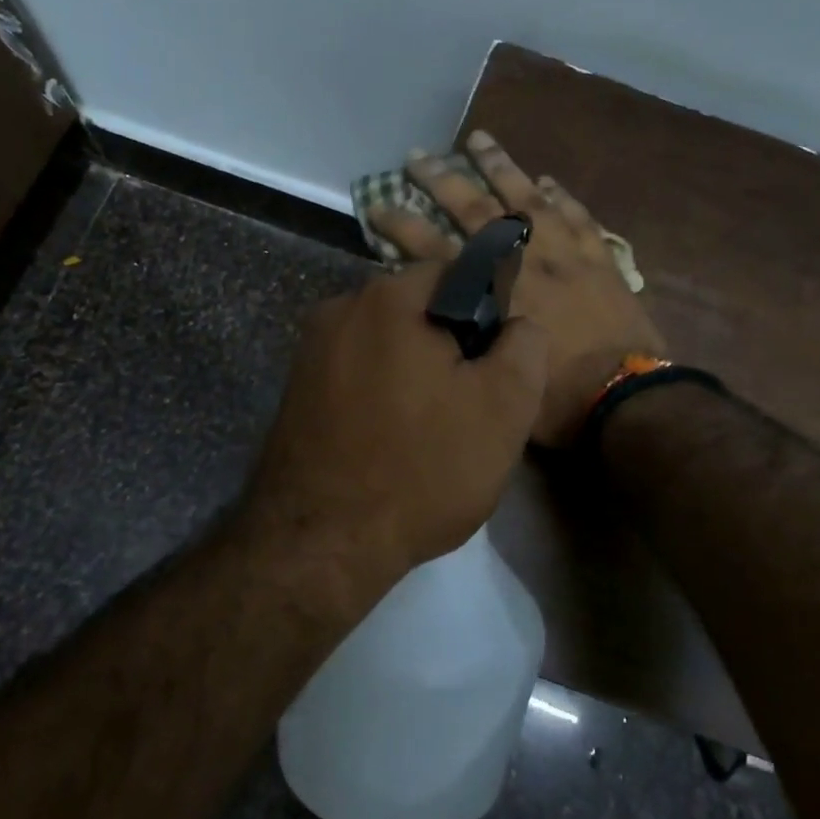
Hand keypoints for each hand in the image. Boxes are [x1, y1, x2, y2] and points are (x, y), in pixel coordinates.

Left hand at [242, 262, 547, 587]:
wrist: (320, 545)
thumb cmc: (422, 469)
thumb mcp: (504, 408)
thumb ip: (525, 347)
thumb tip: (516, 325)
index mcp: (390, 298)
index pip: (456, 273)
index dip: (488, 314)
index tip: (494, 366)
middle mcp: (341, 308)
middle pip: (417, 309)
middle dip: (449, 345)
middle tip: (468, 404)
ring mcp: (310, 350)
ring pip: (386, 343)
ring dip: (415, 372)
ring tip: (430, 430)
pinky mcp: (295, 389)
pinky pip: (356, 372)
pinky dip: (380, 393)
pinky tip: (390, 440)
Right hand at [369, 130, 665, 445]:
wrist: (626, 396)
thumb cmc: (556, 399)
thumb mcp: (494, 372)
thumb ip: (468, 336)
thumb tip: (447, 316)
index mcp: (493, 293)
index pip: (436, 250)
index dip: (403, 227)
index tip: (379, 204)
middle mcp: (524, 261)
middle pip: (476, 211)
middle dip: (442, 181)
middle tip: (418, 155)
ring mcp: (565, 253)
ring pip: (528, 198)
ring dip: (501, 167)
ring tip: (480, 139)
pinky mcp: (599, 258)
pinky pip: (577, 215)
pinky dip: (561, 196)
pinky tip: (547, 180)